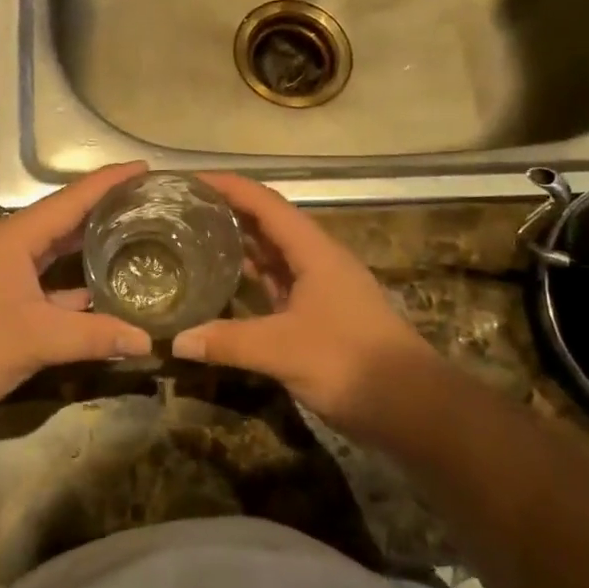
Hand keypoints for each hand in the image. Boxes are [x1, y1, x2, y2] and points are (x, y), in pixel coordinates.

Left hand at [0, 163, 152, 416]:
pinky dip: (73, 280)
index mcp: (16, 236)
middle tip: (152, 205)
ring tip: (137, 239)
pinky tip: (103, 290)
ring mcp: (2, 268)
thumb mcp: (37, 340)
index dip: (110, 182)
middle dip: (107, 210)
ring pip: (55, 249)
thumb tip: (148, 343)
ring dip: (91, 245)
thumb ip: (94, 337)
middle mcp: (10, 243)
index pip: (72, 199)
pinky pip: (45, 275)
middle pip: (66, 218)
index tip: (147, 168)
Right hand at [173, 173, 445, 436]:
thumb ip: (228, 341)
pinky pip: (277, 285)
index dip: (229, 187)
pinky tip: (223, 288)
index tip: (190, 181)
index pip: (266, 204)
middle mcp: (318, 260)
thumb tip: (176, 340)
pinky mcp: (320, 315)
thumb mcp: (282, 350)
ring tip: (193, 241)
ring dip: (238, 246)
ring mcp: (321, 288)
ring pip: (273, 256)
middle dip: (228, 212)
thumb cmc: (349, 362)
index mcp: (314, 251)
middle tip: (181, 211)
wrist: (412, 406)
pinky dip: (250, 280)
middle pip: (268, 224)